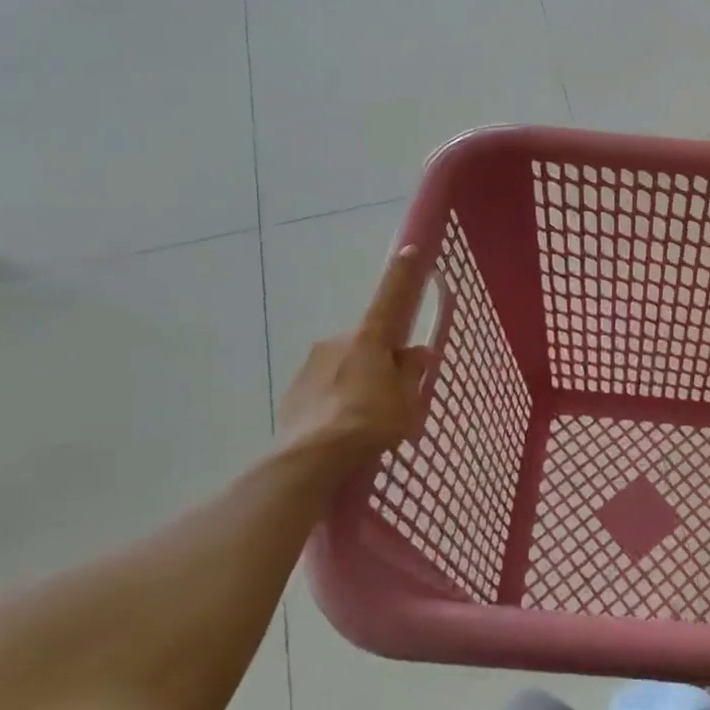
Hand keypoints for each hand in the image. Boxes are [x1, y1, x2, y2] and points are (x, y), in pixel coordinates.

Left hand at [273, 247, 431, 466]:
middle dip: (380, 359)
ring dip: (358, 380)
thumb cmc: (369, 421)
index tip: (410, 249)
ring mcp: (311, 365)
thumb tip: (416, 352)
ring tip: (367, 419)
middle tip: (394, 391)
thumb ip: (412, 372)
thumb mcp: (406, 400)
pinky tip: (344, 427)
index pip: (391, 297)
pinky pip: (325, 387)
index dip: (403, 275)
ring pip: (345, 365)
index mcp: (369, 338)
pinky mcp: (294, 392)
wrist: (309, 459)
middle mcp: (337, 341)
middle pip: (368, 342)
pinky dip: (337, 399)